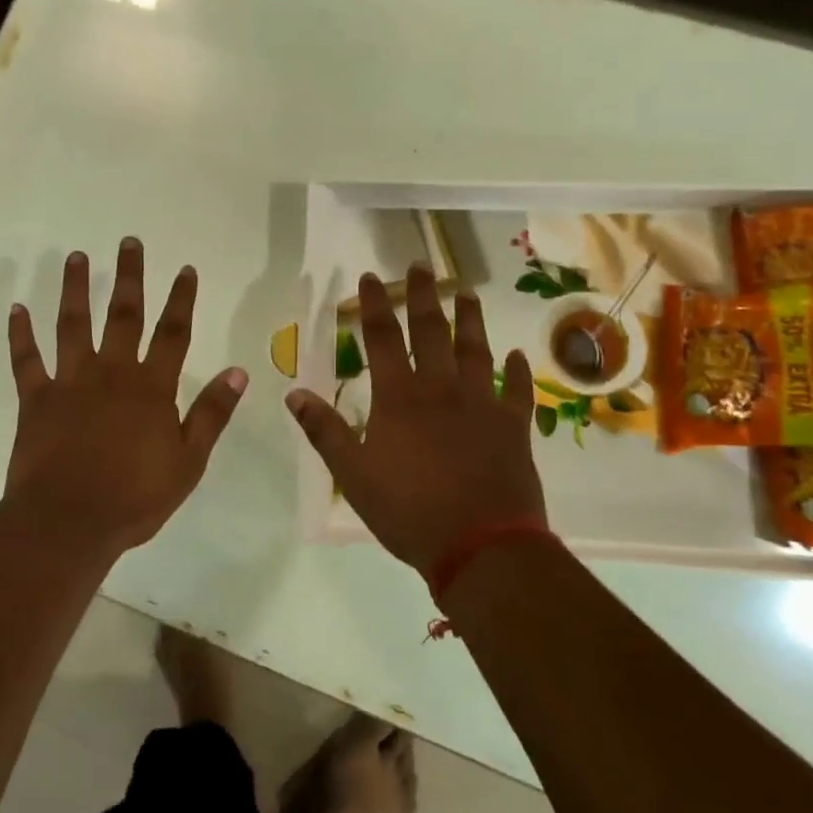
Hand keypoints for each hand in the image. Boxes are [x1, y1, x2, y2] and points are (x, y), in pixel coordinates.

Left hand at [5, 238, 248, 552]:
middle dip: (128, 276)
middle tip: (128, 242)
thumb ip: (211, 414)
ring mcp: (70, 382)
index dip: (181, 299)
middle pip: (123, 315)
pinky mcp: (35, 399)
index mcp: (151, 388)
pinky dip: (20, 334)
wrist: (69, 522)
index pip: (172, 333)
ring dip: (74, 289)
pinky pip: (26, 360)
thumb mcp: (188, 462)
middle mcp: (111, 373)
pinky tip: (17, 309)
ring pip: (72, 325)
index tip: (184, 268)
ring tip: (75, 257)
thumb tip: (238, 371)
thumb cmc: (135, 498)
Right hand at [285, 265, 546, 573]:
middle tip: (422, 265)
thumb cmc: (409, 511)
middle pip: (432, 331)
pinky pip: (518, 392)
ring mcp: (483, 406)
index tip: (371, 277)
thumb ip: (324, 430)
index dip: (375, 306)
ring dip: (471, 319)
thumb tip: (293, 392)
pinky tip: (518, 355)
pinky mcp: (514, 429)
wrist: (481, 548)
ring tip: (467, 291)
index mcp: (400, 398)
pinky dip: (518, 372)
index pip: (383, 338)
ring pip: (477, 351)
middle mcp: (442, 390)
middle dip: (424, 296)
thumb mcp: (352, 474)